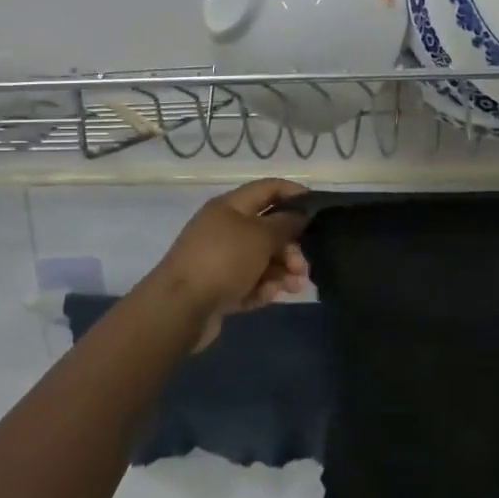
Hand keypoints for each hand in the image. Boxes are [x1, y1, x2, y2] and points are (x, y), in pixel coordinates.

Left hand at [146, 179, 311, 350]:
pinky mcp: (218, 287)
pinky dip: (262, 288)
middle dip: (290, 246)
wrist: (179, 308)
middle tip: (303, 266)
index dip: (294, 193)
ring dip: (282, 271)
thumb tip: (299, 215)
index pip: (268, 189)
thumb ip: (285, 223)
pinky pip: (249, 282)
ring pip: (261, 259)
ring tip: (294, 287)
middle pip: (267, 229)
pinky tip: (268, 296)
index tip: (318, 208)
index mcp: (230, 207)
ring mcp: (220, 259)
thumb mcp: (260, 236)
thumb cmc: (223, 260)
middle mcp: (224, 229)